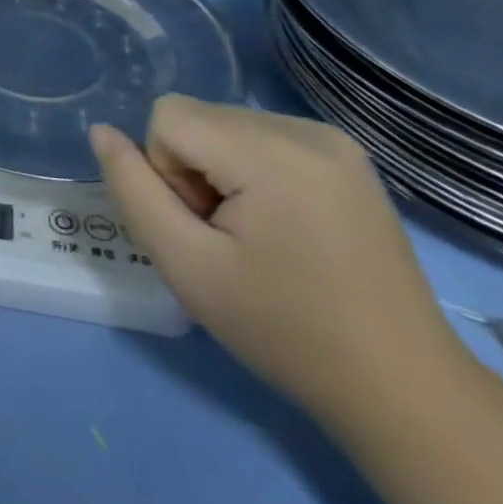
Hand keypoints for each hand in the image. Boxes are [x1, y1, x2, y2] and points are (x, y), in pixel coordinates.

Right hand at [92, 96, 466, 425]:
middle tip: (229, 239)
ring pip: (225, 124)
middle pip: (198, 117)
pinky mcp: (346, 155)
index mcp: (273, 153)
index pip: (167, 116)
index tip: (204, 228)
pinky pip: (261, 135)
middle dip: (193, 170)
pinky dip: (251, 170)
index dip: (166, 172)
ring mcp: (334, 139)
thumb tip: (101, 131)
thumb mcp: (186, 266)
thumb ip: (132, 189)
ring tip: (258, 235)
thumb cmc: (284, 330)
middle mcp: (306, 129)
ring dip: (220, 170)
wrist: (401, 386)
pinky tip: (284, 224)